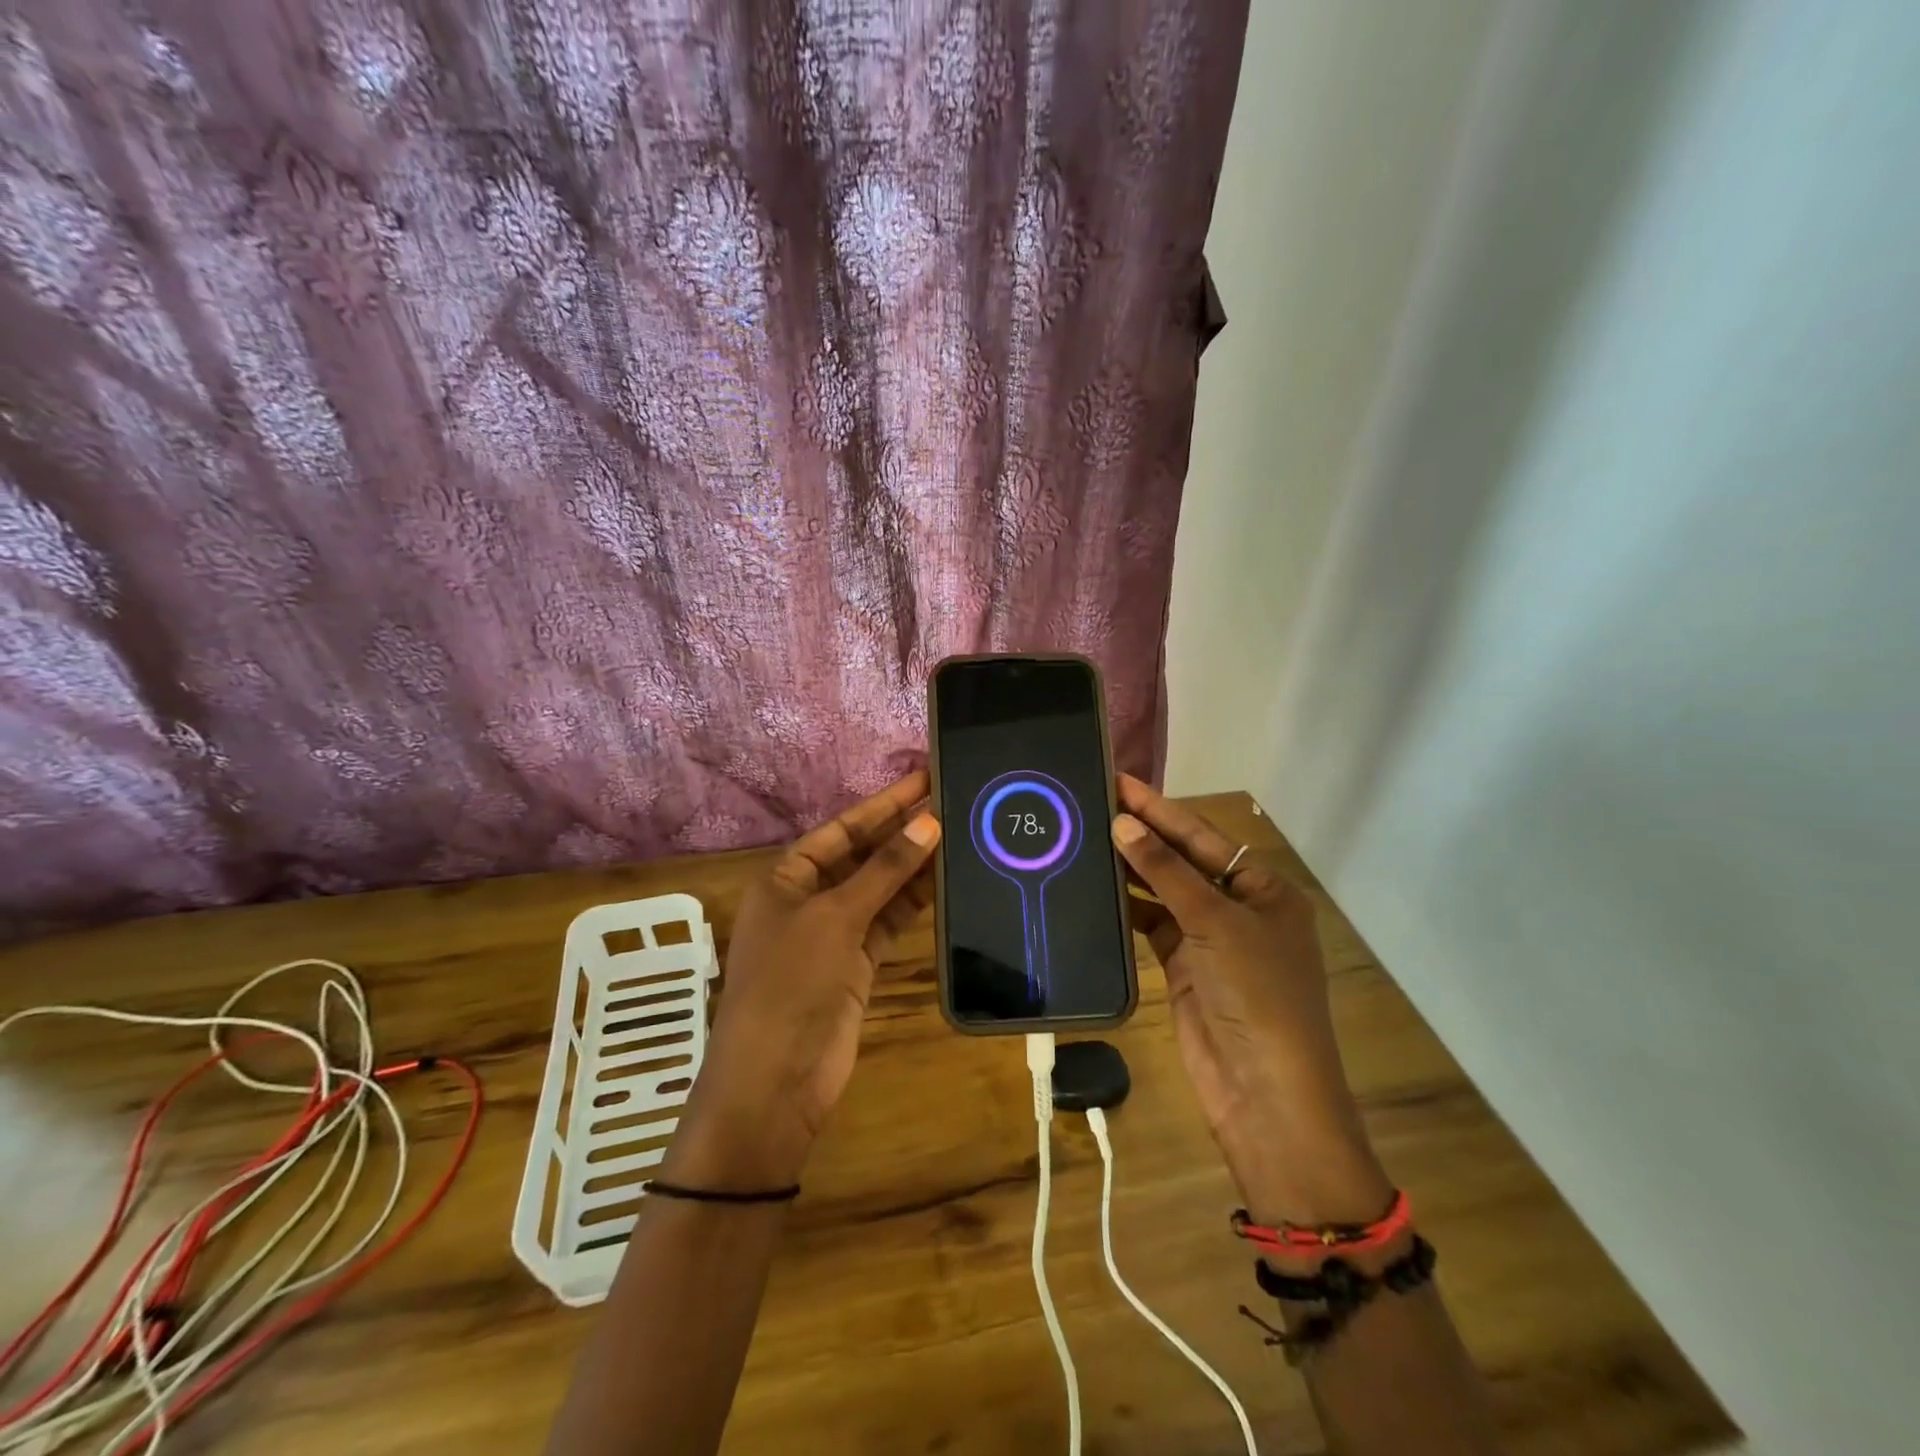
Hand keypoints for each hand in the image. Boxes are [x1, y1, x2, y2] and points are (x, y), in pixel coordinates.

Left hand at [663, 772, 940, 1191]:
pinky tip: (947, 880)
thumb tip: (929, 822)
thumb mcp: (834, 918)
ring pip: (881, 887)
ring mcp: (835, 932)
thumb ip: (884, 870)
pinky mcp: (858, 963)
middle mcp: (810, 897)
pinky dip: (915, 902)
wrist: (776, 1081)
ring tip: (962, 833)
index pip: (843, 827)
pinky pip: (890, 920)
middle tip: (953, 800)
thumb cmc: (791, 984)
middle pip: (863, 854)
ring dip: (915, 865)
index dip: (884, 804)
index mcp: (786, 877)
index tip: (925, 779)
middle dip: (903, 830)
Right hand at [1111, 773, 1390, 1226]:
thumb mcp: (1215, 923)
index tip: (1119, 780)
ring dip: (1131, 868)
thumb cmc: (1257, 995)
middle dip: (1143, 833)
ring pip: (1164, 893)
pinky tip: (1096, 886)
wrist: (1265, 1093)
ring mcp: (1210, 941)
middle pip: (1183, 861)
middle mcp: (1239, 909)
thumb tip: (1123, 822)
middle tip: (1093, 801)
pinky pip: (1151, 925)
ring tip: (1085, 836)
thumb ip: (1166, 872)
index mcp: (1265, 889)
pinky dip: (1127, 907)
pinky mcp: (1184, 968)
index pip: (1204, 837)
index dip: (1161, 808)